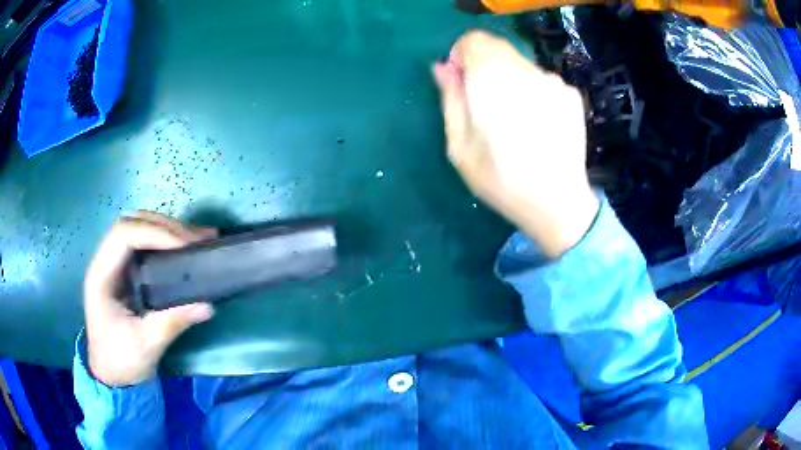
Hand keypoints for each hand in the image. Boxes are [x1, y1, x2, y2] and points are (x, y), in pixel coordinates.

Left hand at [83, 212, 215, 386]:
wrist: (110, 376)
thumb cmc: (121, 361)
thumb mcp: (146, 346)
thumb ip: (172, 323)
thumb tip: (207, 306)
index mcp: (101, 275)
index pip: (124, 235)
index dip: (154, 233)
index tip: (184, 245)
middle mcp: (105, 262)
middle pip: (131, 224)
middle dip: (163, 227)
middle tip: (194, 239)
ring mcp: (114, 266)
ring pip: (138, 229)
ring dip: (166, 230)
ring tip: (195, 238)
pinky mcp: (124, 273)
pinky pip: (144, 245)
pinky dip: (164, 241)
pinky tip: (184, 246)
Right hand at [433, 30, 599, 257]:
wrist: (558, 204)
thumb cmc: (502, 181)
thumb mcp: (459, 146)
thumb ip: (450, 99)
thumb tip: (443, 67)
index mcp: (492, 79)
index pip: (473, 40)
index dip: (463, 56)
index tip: (463, 83)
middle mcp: (525, 70)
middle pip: (498, 48)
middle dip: (485, 67)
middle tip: (487, 106)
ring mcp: (553, 81)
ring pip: (521, 64)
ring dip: (511, 80)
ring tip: (516, 120)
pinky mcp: (571, 94)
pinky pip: (542, 81)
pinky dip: (534, 92)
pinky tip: (538, 124)